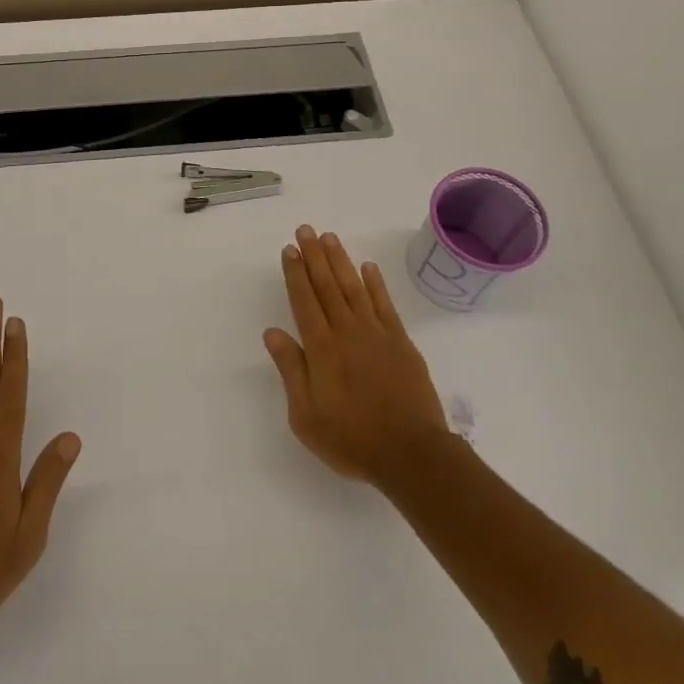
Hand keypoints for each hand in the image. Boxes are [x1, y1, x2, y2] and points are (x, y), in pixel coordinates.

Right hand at [264, 225, 448, 486]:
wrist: (411, 453)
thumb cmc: (351, 439)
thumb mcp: (306, 416)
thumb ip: (291, 370)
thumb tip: (272, 333)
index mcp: (321, 349)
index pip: (304, 301)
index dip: (295, 274)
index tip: (289, 250)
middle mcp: (347, 332)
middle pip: (327, 286)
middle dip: (314, 257)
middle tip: (305, 230)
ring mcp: (377, 334)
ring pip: (354, 287)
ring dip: (340, 261)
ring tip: (329, 237)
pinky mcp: (401, 342)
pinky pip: (384, 304)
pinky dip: (375, 283)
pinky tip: (367, 267)